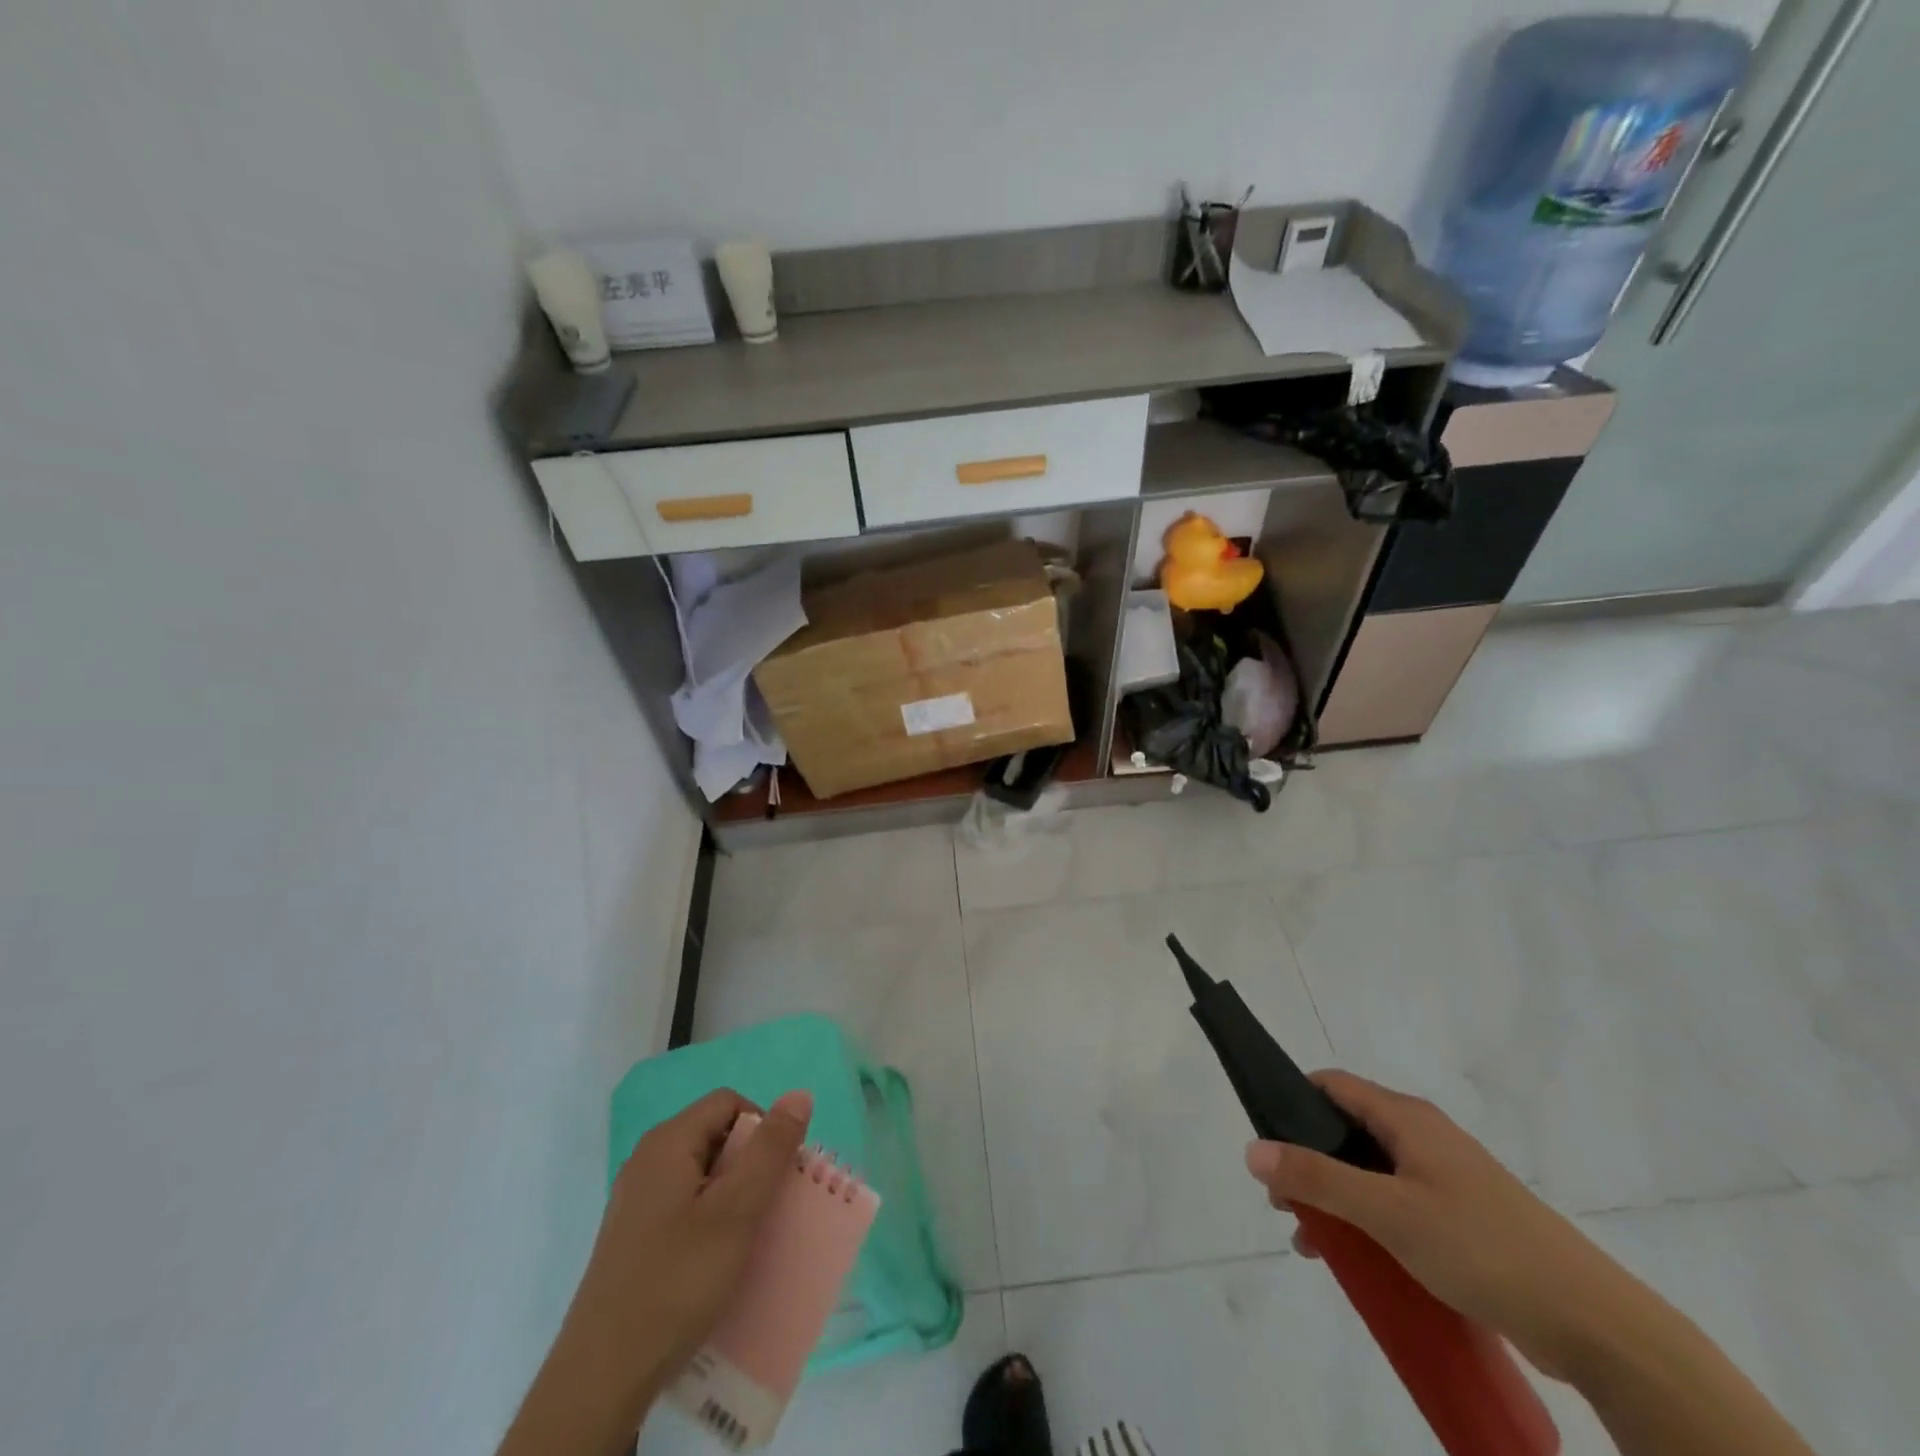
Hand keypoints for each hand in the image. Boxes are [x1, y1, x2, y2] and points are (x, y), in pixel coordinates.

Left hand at [499, 1088, 811, 1455]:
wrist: (601, 1379)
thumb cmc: (676, 1281)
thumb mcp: (736, 1211)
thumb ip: (770, 1150)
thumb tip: (799, 1095)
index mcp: (668, 1142)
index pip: (730, 1103)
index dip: (764, 1127)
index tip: (780, 1173)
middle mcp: (648, 1160)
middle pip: (716, 1136)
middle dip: (752, 1164)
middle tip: (771, 1208)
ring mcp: (636, 1201)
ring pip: (702, 1175)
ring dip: (734, 1196)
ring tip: (751, 1237)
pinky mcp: (634, 1238)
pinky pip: (685, 1207)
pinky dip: (711, 1221)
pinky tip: (719, 1262)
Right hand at [1244, 1070, 1628, 1378]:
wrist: (1595, 1325)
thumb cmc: (1482, 1248)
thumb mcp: (1389, 1212)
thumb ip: (1318, 1179)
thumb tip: (1251, 1148)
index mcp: (1407, 1118)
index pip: (1332, 1086)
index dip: (1292, 1103)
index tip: (1266, 1142)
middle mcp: (1424, 1137)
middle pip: (1347, 1131)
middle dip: (1308, 1162)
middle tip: (1284, 1204)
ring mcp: (1447, 1179)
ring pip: (1371, 1174)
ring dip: (1336, 1200)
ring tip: (1314, 1243)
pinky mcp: (1465, 1220)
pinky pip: (1399, 1206)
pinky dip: (1369, 1223)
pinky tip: (1361, 1262)